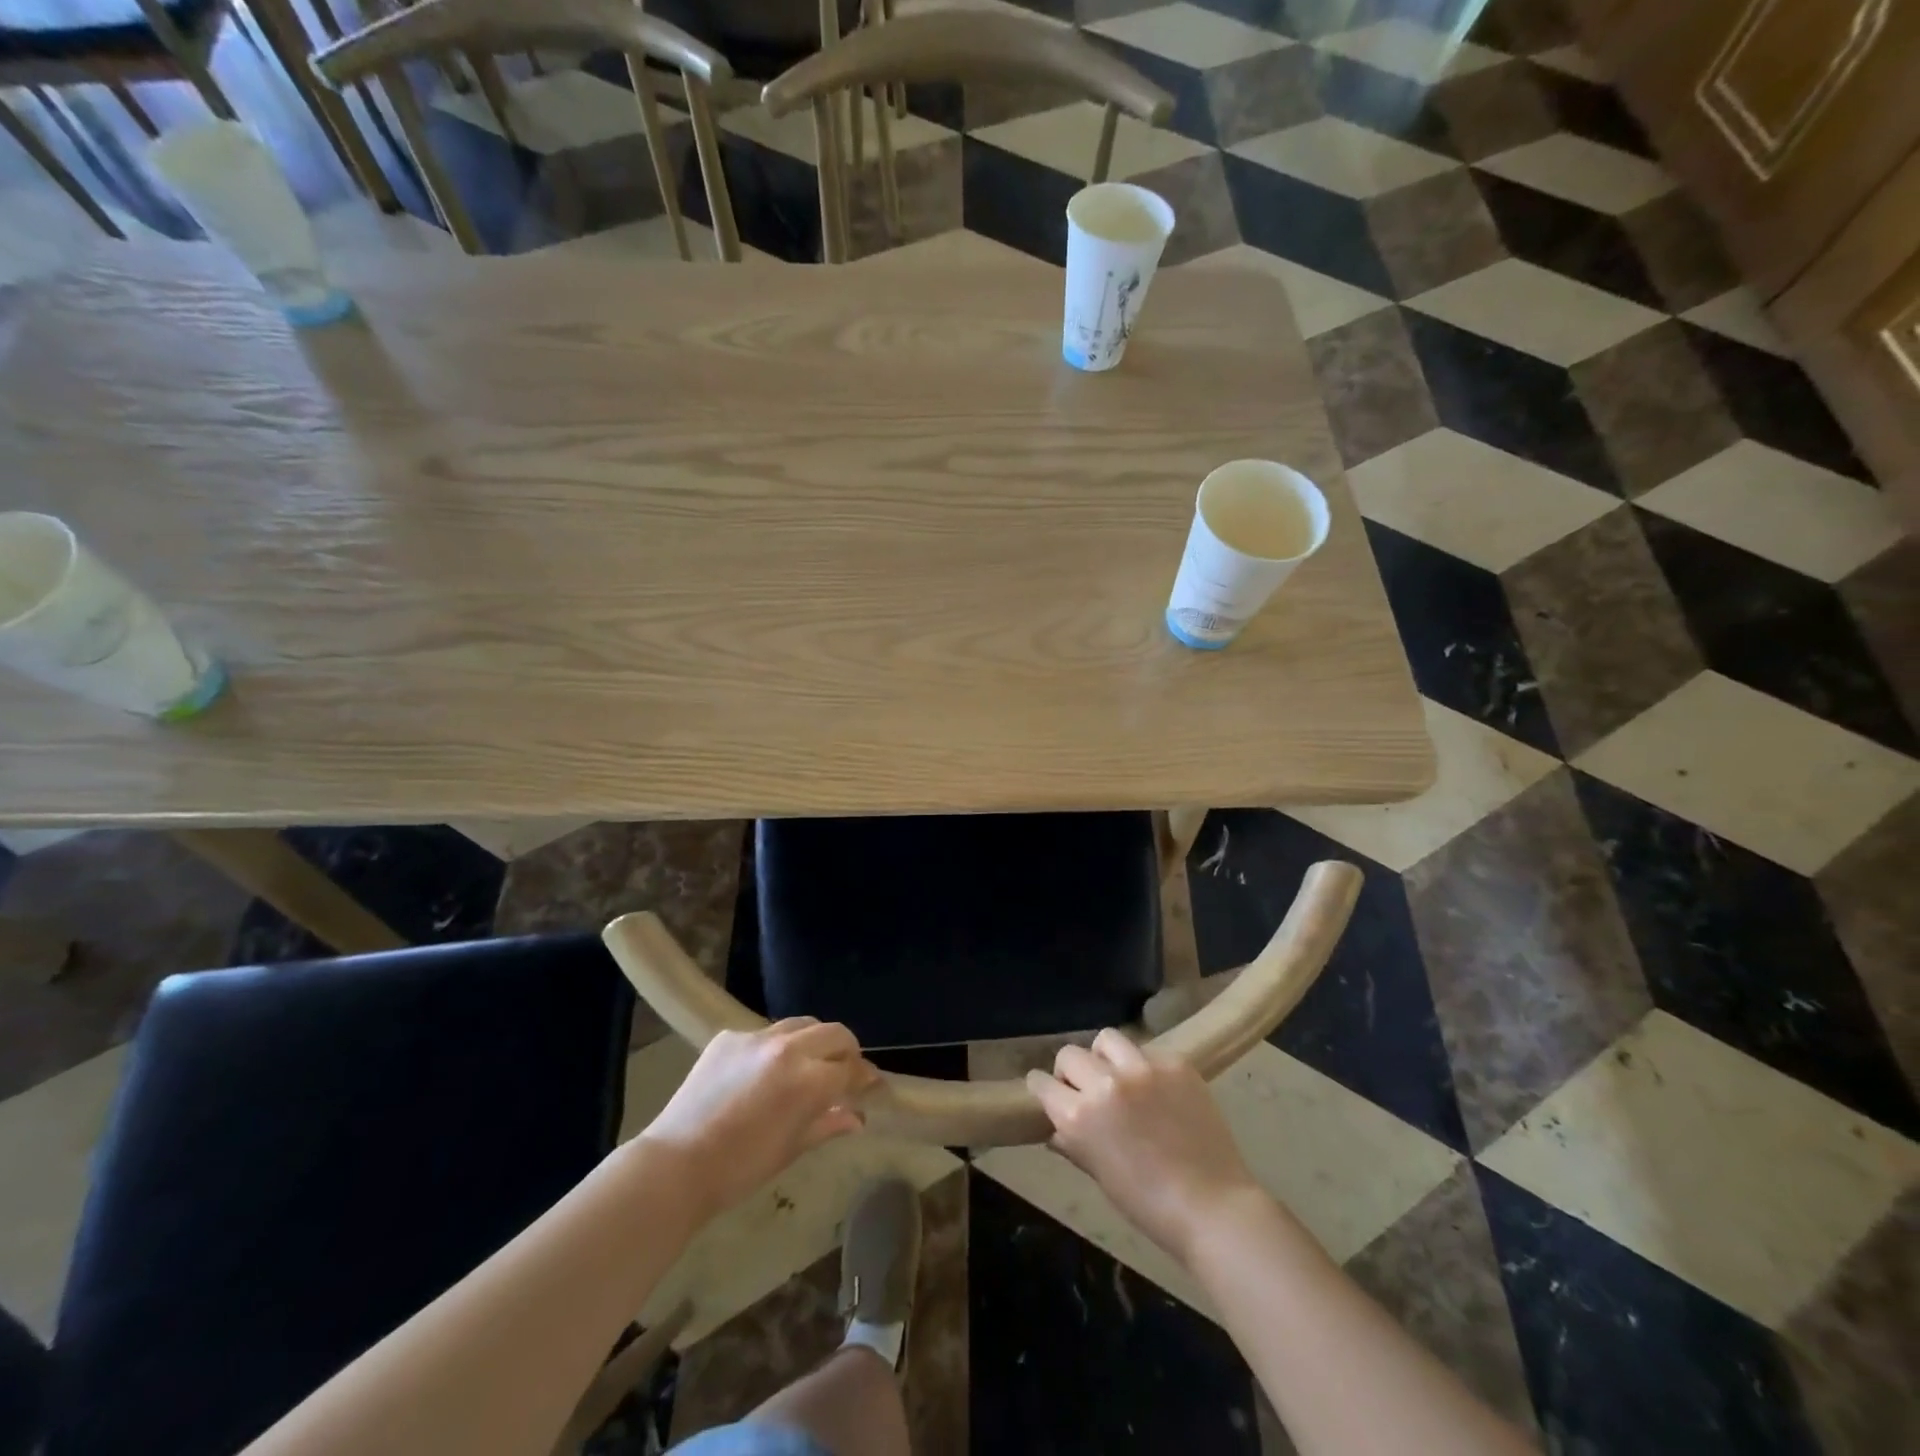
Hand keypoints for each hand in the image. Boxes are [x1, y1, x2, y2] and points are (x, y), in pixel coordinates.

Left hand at [640, 1019, 879, 1218]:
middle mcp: (788, 1048)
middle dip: (846, 1050)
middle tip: (844, 1071)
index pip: (851, 1069)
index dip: (865, 1078)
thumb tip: (857, 1117)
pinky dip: (774, 1048)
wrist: (676, 1164)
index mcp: (809, 1080)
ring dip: (813, 1041)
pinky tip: (763, 1072)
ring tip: (808, 1064)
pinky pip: (764, 1033)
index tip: (872, 1085)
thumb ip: (828, 1124)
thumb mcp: (791, 1148)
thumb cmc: (740, 1168)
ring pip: (801, 1024)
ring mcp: (756, 1037)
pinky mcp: (729, 1036)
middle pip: (834, 1033)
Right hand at [1027, 1028, 1264, 1264]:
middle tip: (1086, 1089)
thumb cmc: (1149, 1205)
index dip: (1042, 1088)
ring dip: (1105, 1057)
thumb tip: (1056, 1129)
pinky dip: (1144, 1066)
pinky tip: (1157, 1090)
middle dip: (1070, 1071)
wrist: (1213, 1207)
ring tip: (1120, 1077)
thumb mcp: (1101, 1176)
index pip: (1042, 1083)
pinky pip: (1147, 1051)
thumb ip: (1074, 1144)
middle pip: (1070, 1054)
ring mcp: (1142, 1069)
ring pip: (1107, 1040)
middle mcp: (1105, 1083)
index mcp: (1079, 1116)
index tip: (1049, 1092)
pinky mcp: (1175, 1063)